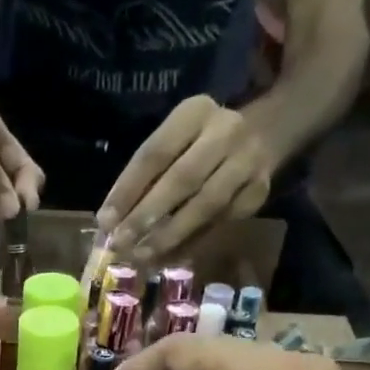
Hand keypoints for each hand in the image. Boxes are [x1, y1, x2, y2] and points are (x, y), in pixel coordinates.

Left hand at [97, 96, 275, 264]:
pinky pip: (219, 222)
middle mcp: (225, 131)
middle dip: (147, 215)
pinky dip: (192, 242)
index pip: (154, 153)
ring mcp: (246, 161)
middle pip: (181, 179)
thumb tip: (110, 223)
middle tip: (121, 244)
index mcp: (194, 112)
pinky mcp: (258, 191)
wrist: (263, 134)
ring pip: (205, 205)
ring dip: (169, 235)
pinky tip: (169, 257)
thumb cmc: (199, 143)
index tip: (105, 221)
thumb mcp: (174, 142)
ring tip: (142, 256)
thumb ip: (145, 176)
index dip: (127, 189)